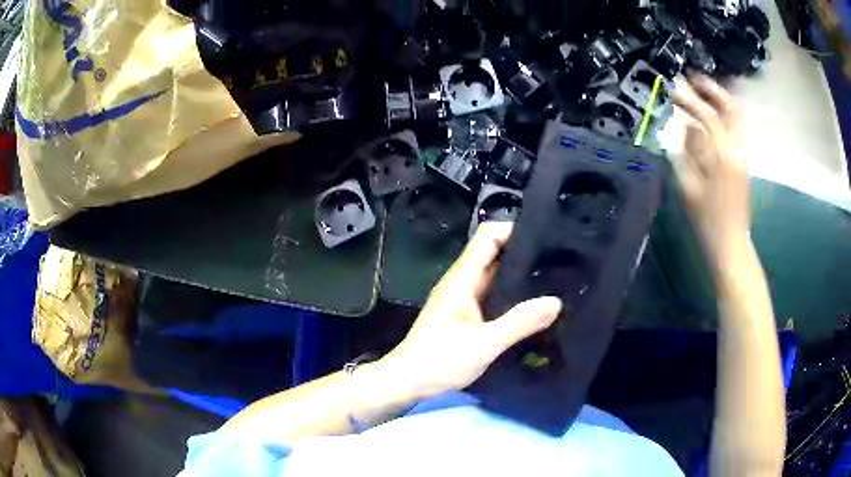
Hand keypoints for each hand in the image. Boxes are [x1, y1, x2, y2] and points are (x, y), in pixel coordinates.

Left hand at [377, 222, 561, 400]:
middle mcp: (461, 282)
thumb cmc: (440, 361)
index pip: (487, 237)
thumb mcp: (484, 343)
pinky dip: (510, 293)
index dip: (514, 229)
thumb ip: (519, 322)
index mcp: (462, 279)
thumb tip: (556, 301)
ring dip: (518, 274)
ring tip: (552, 277)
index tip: (545, 235)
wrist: (407, 382)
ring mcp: (462, 299)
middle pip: (492, 253)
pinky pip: (491, 295)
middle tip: (557, 258)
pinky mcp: (464, 315)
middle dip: (523, 251)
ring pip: (493, 275)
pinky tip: (531, 304)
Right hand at [672, 75, 750, 265]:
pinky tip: (711, 114)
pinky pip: (737, 127)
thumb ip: (687, 152)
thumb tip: (686, 127)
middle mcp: (738, 149)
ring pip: (738, 116)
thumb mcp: (690, 187)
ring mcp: (744, 154)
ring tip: (703, 90)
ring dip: (721, 99)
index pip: (708, 116)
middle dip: (712, 89)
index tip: (672, 90)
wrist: (731, 242)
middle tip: (693, 79)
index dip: (690, 100)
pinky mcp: (744, 160)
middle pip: (731, 108)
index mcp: (723, 156)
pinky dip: (725, 113)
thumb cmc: (707, 220)